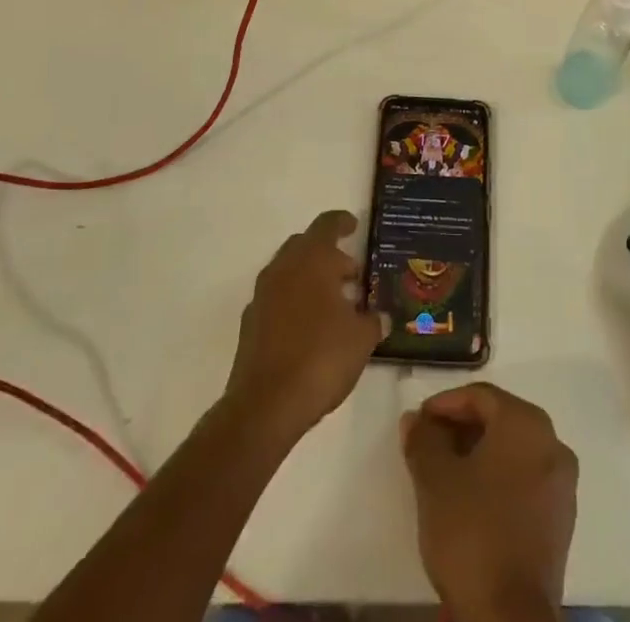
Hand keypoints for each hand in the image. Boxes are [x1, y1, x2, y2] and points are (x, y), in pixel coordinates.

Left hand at [224, 210, 382, 441]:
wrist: (264, 406)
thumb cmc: (321, 358)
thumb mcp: (361, 339)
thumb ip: (373, 321)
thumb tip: (380, 317)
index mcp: (312, 259)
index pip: (327, 224)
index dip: (342, 222)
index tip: (354, 226)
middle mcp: (284, 268)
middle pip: (305, 245)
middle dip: (328, 255)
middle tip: (350, 275)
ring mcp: (262, 295)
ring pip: (289, 272)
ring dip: (310, 279)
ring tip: (334, 305)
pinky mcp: (250, 324)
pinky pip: (276, 299)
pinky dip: (293, 302)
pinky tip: (309, 329)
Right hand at [400, 384, 578, 621]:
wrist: (508, 619)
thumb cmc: (472, 533)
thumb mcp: (434, 480)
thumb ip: (423, 440)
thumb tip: (416, 420)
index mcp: (526, 422)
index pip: (481, 396)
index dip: (445, 404)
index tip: (419, 422)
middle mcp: (552, 442)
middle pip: (500, 420)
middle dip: (462, 427)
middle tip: (429, 445)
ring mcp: (562, 484)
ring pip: (514, 451)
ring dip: (480, 453)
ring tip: (446, 473)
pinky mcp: (561, 521)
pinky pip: (526, 480)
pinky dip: (499, 479)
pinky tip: (473, 500)